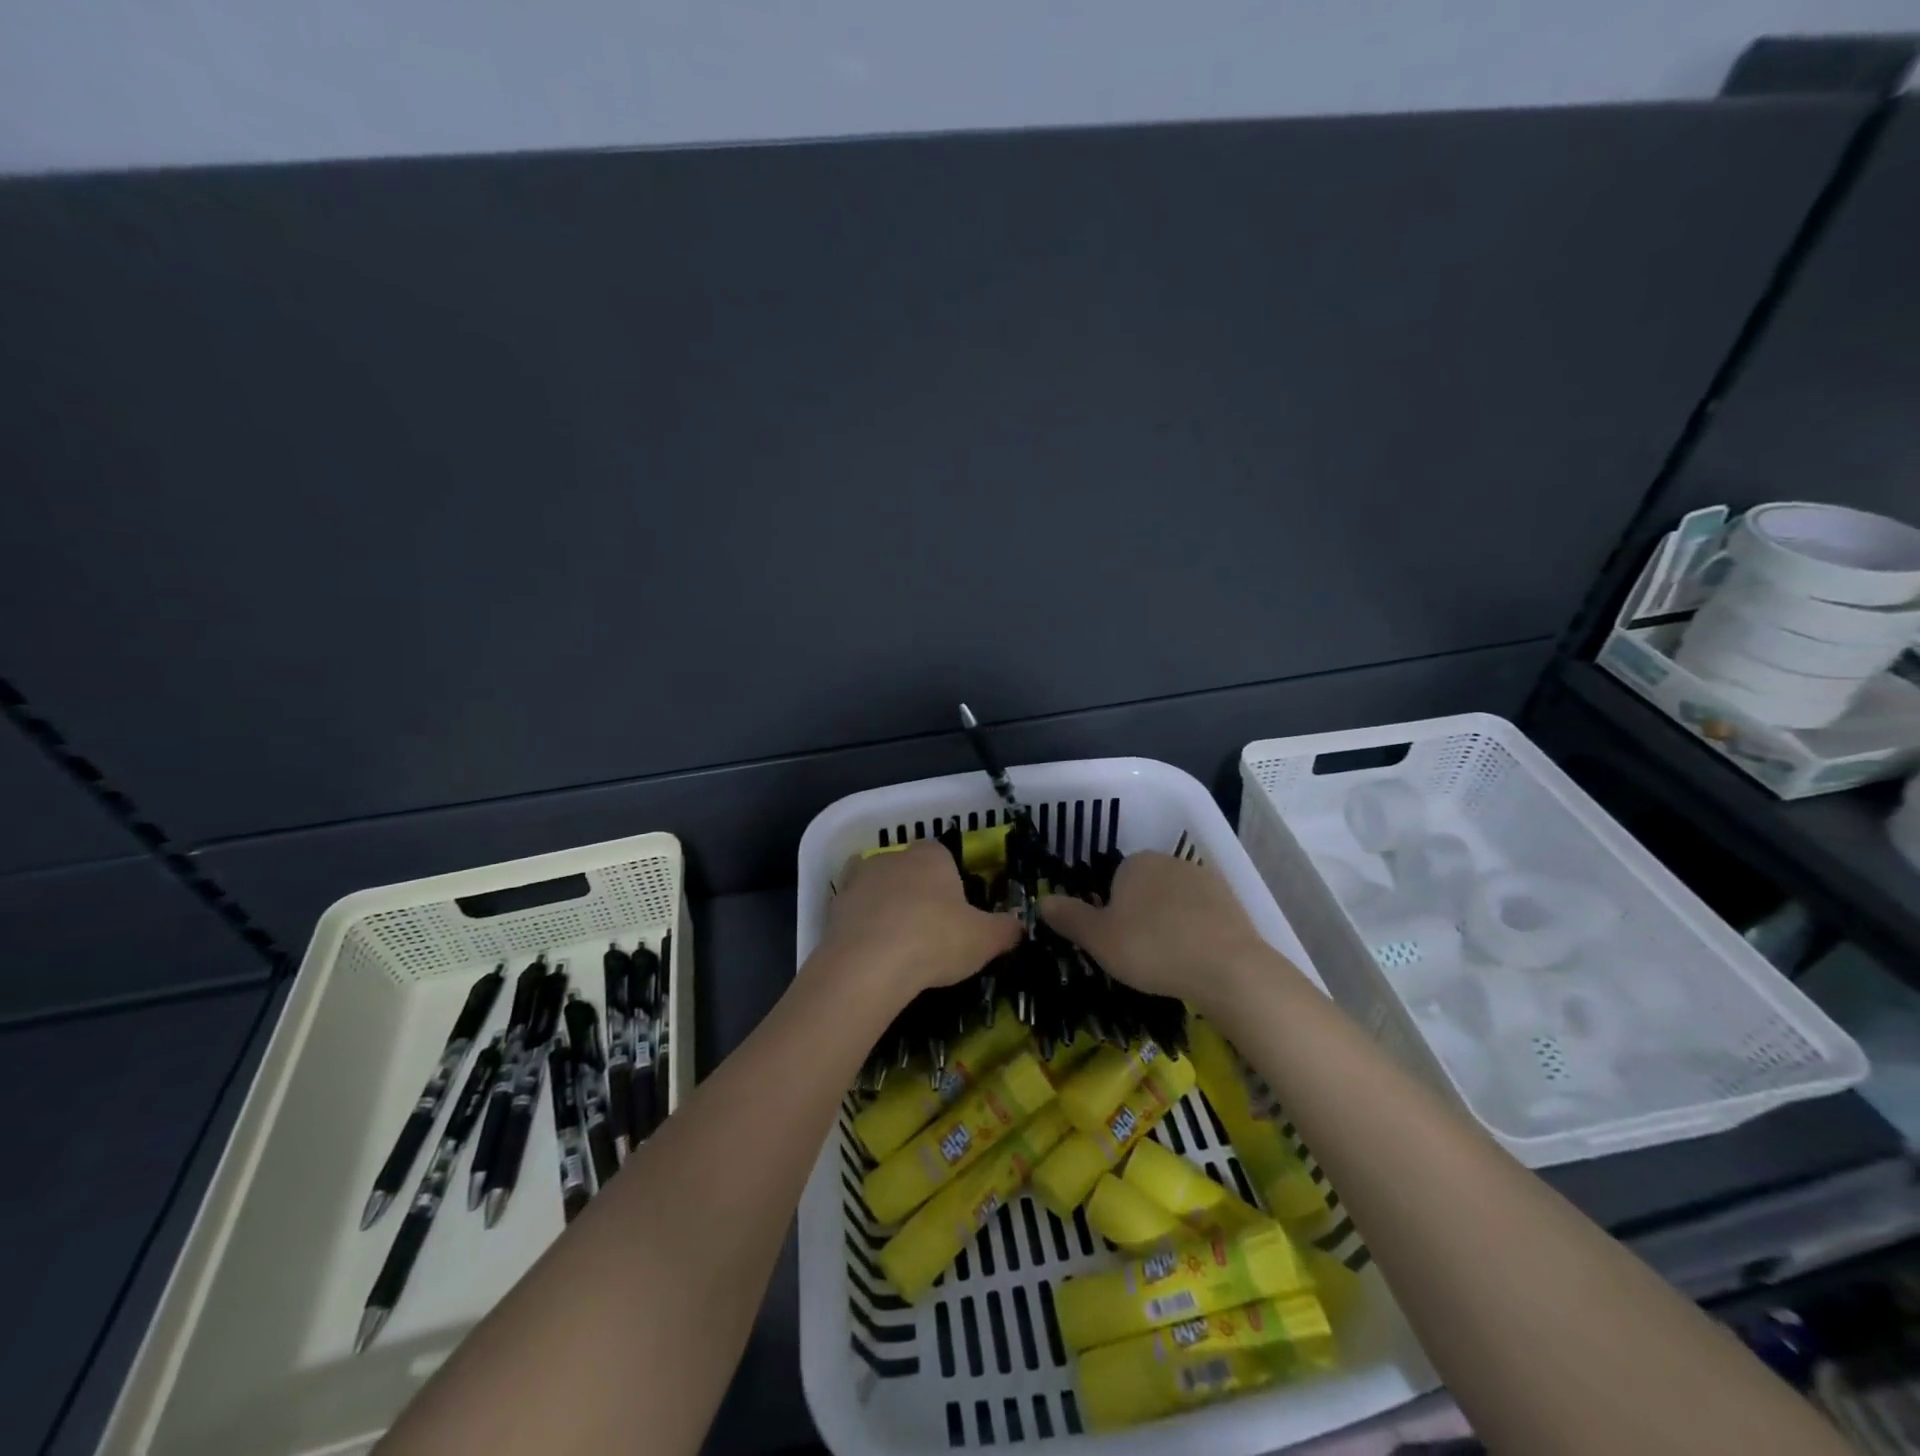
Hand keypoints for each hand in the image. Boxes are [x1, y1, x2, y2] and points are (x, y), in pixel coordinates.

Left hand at [814, 842, 1021, 1003]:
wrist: (867, 966)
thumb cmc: (934, 941)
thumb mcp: (985, 940)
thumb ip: (1006, 930)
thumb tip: (1020, 926)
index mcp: (931, 856)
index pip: (943, 854)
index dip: (951, 880)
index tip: (957, 910)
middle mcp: (892, 857)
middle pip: (909, 870)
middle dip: (918, 893)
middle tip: (931, 931)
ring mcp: (859, 880)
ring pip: (878, 888)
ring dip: (886, 907)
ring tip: (899, 945)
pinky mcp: (833, 907)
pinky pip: (854, 912)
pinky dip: (862, 926)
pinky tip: (873, 953)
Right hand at [1038, 851, 1298, 1014]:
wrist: (1227, 967)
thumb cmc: (1151, 947)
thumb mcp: (1098, 939)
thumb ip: (1069, 917)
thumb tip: (1042, 901)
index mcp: (1135, 863)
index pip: (1112, 882)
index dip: (1109, 913)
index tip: (1114, 942)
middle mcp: (1170, 861)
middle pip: (1144, 890)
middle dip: (1139, 916)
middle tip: (1138, 955)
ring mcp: (1205, 880)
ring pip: (1173, 903)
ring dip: (1168, 925)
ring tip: (1168, 963)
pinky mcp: (1232, 902)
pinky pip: (1201, 917)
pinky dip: (1195, 934)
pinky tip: (1195, 960)